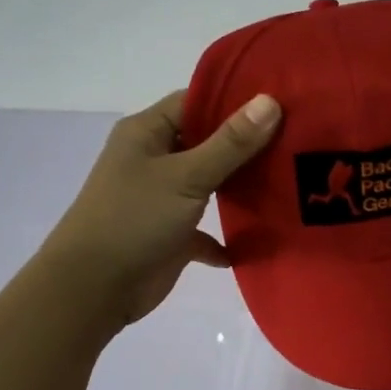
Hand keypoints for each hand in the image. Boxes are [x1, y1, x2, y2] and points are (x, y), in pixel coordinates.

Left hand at [44, 89, 279, 326]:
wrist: (93, 289)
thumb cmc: (134, 219)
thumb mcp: (187, 176)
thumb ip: (231, 143)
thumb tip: (270, 101)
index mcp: (147, 133)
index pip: (196, 102)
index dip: (236, 100)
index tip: (282, 102)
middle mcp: (153, 159)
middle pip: (207, 142)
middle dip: (247, 145)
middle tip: (297, 140)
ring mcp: (162, 198)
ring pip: (210, 184)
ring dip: (241, 188)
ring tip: (291, 181)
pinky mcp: (171, 235)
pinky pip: (206, 229)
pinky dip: (228, 236)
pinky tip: (259, 240)